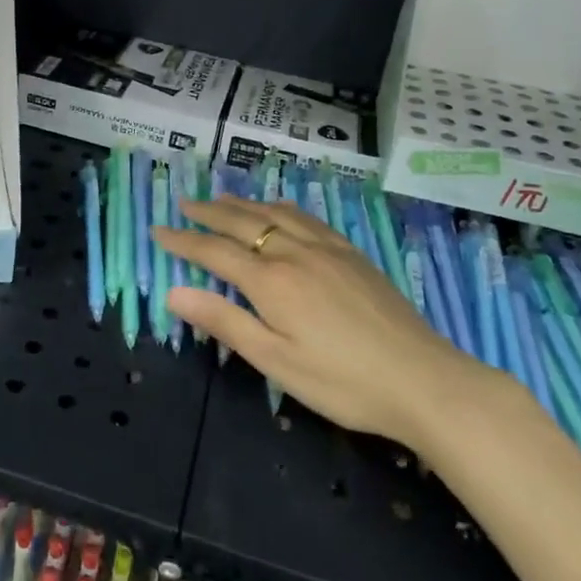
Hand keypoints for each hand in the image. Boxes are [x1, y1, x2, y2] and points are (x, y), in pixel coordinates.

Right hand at [153, 197, 498, 448]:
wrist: (423, 380)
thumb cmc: (342, 382)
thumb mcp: (276, 361)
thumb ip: (224, 323)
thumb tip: (174, 292)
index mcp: (271, 282)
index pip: (215, 252)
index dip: (183, 241)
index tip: (157, 231)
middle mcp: (294, 253)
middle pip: (243, 223)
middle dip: (210, 212)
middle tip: (185, 202)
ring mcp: (327, 249)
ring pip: (275, 214)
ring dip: (243, 204)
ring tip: (222, 198)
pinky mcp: (351, 254)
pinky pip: (307, 217)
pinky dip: (281, 207)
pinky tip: (279, 209)